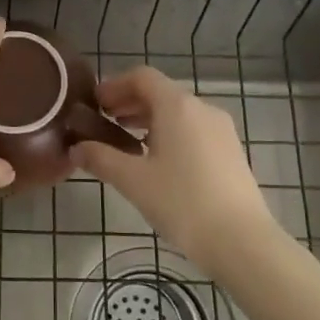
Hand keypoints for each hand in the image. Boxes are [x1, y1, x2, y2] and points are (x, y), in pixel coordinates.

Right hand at [70, 67, 276, 271]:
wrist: (242, 242)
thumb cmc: (182, 203)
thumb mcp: (133, 181)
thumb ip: (101, 158)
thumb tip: (76, 148)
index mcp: (177, 106)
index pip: (142, 77)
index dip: (114, 85)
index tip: (94, 104)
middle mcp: (202, 108)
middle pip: (160, 92)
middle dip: (129, 103)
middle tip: (103, 122)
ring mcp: (221, 130)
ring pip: (178, 112)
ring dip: (148, 119)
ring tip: (125, 142)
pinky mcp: (230, 151)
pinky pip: (193, 129)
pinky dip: (169, 133)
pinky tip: (156, 161)